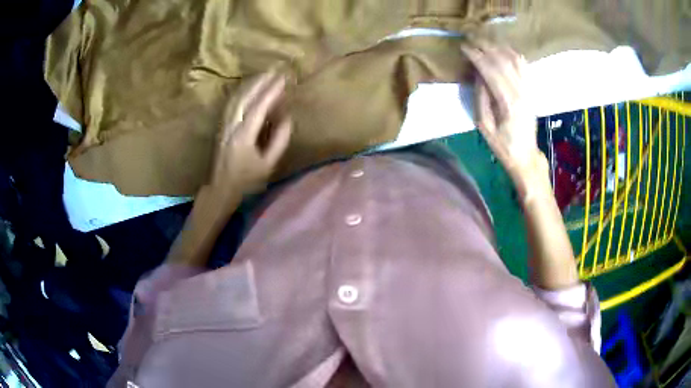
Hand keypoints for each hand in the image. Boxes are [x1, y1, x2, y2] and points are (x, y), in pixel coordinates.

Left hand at [206, 71, 291, 203]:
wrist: (220, 189)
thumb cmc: (246, 181)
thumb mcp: (268, 165)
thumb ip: (279, 140)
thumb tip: (287, 118)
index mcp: (243, 136)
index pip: (258, 107)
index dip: (271, 91)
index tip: (283, 79)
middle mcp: (230, 126)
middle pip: (244, 97)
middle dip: (260, 82)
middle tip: (274, 71)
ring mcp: (223, 125)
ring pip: (235, 98)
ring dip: (250, 84)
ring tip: (264, 75)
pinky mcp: (220, 126)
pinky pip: (231, 103)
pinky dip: (241, 92)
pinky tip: (249, 88)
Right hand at [462, 42, 545, 183]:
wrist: (525, 155)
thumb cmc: (502, 144)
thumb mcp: (484, 124)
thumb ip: (481, 96)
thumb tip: (477, 73)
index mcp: (507, 102)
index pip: (490, 70)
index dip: (476, 56)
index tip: (464, 47)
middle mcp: (521, 92)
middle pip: (502, 61)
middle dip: (485, 47)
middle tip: (471, 40)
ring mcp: (528, 90)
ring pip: (514, 60)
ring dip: (499, 48)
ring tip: (485, 42)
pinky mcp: (531, 90)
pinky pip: (524, 66)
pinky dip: (513, 54)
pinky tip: (503, 49)